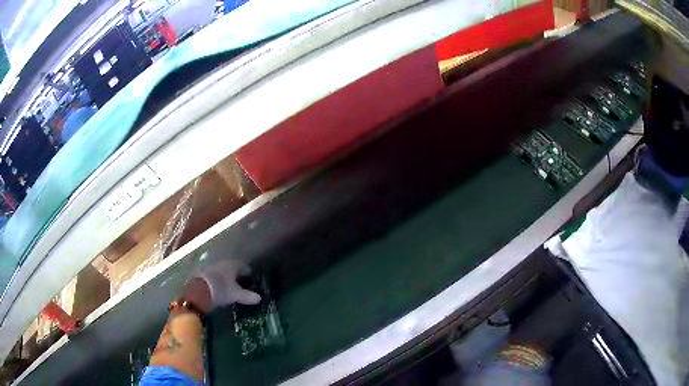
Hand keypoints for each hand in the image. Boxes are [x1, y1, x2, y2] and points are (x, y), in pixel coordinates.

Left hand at [186, 259, 260, 312]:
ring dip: (228, 278)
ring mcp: (213, 268)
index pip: (243, 266)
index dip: (248, 272)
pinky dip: (220, 281)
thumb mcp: (236, 294)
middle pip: (233, 268)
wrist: (199, 290)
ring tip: (232, 287)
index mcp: (233, 265)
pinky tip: (221, 288)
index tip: (251, 278)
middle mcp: (223, 264)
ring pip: (224, 272)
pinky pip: (216, 276)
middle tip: (243, 283)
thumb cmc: (221, 289)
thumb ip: (248, 296)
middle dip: (237, 275)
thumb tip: (259, 298)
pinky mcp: (205, 274)